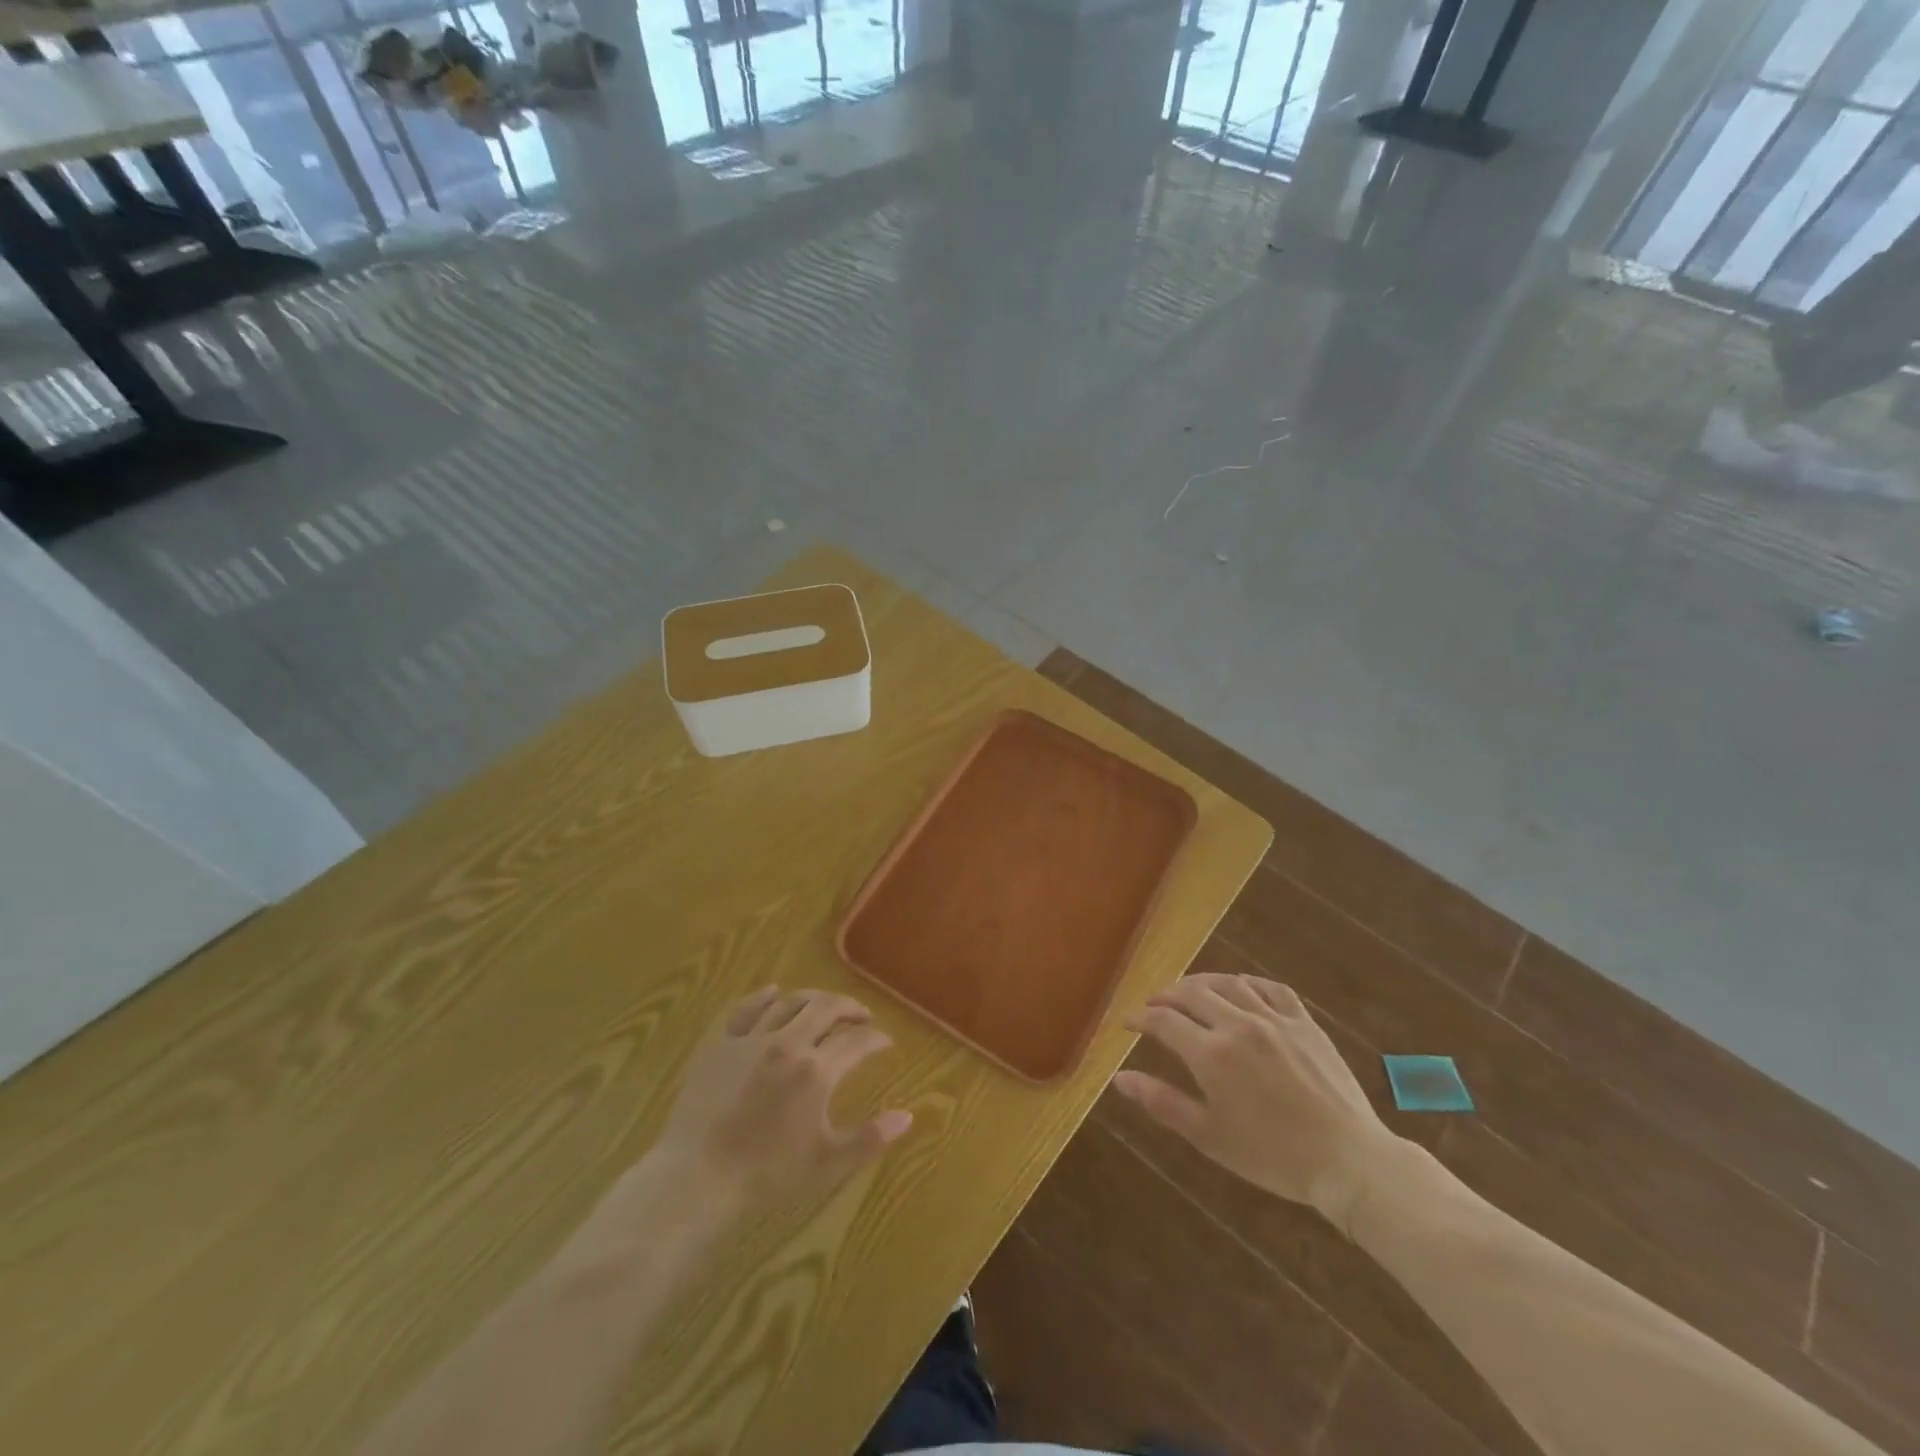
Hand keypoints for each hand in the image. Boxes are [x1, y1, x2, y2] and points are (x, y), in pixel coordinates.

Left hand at [650, 987, 912, 1213]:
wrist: (698, 1180)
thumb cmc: (768, 1175)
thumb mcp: (828, 1162)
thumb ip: (871, 1138)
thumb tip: (908, 1115)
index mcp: (817, 1071)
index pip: (857, 1042)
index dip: (876, 1039)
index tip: (885, 1042)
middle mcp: (788, 1043)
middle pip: (827, 1008)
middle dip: (850, 1007)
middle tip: (861, 1016)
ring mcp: (751, 1039)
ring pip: (790, 1001)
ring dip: (814, 998)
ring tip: (824, 1005)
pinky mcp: (721, 1044)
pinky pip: (746, 1008)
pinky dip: (764, 996)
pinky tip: (774, 992)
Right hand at [1113, 973, 1404, 1227]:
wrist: (1348, 1161)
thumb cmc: (1272, 1156)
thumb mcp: (1209, 1136)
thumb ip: (1162, 1102)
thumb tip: (1119, 1078)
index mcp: (1211, 1054)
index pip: (1163, 1020)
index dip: (1140, 1018)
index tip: (1128, 1023)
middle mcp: (1238, 1025)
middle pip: (1191, 993)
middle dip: (1165, 995)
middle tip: (1154, 1004)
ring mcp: (1274, 1019)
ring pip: (1228, 983)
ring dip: (1201, 983)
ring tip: (1189, 992)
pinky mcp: (1304, 1022)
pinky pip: (1271, 988)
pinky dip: (1247, 982)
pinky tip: (1240, 988)